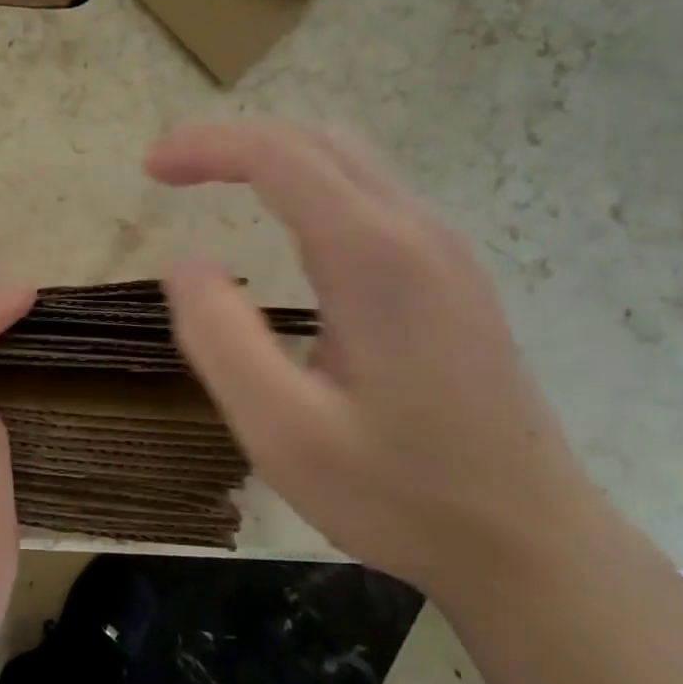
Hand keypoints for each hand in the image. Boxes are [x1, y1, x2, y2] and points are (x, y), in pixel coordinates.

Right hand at [147, 121, 599, 599]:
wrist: (532, 543)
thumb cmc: (402, 494)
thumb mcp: (284, 433)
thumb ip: (222, 340)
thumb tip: (185, 263)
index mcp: (375, 258)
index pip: (280, 156)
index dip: (206, 147)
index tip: (150, 168)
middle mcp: (417, 231)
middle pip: (317, 140)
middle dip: (234, 141)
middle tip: (170, 172)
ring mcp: (445, 250)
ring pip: (349, 159)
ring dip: (273, 155)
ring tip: (213, 182)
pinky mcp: (452, 275)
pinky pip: (371, 192)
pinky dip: (308, 181)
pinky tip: (285, 220)